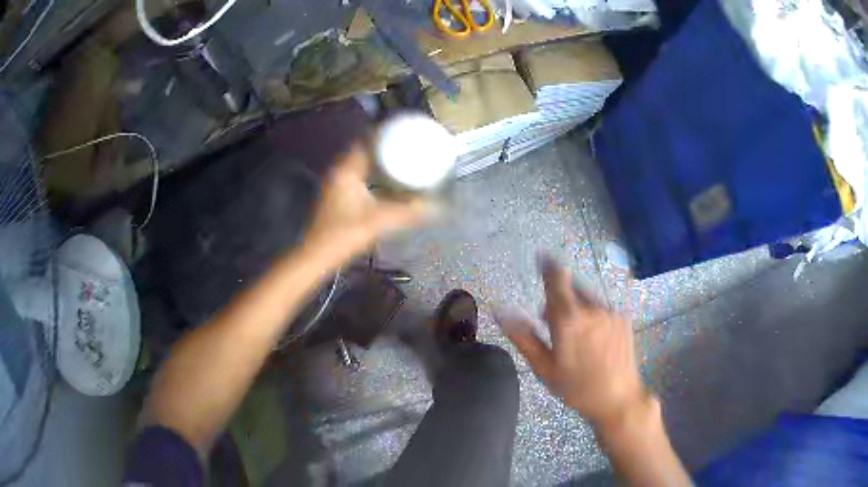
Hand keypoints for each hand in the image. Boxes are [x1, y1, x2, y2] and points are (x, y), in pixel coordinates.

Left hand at [305, 143, 430, 264]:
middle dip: (385, 146)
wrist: (317, 255)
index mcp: (346, 170)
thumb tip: (437, 207)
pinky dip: (371, 173)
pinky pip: (358, 175)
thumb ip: (408, 213)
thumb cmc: (344, 235)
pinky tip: (386, 180)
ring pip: (360, 163)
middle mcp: (338, 172)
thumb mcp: (379, 221)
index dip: (385, 134)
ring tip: (402, 158)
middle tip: (408, 145)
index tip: (405, 131)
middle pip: (363, 150)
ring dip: (378, 160)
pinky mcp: (337, 196)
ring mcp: (336, 184)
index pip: (365, 141)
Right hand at [498, 257, 651, 430]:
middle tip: (551, 323)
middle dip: (558, 297)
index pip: (556, 279)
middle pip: (571, 287)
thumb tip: (500, 310)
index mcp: (568, 319)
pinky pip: (601, 307)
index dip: (547, 265)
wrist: (618, 399)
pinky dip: (591, 314)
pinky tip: (592, 339)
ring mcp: (609, 312)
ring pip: (586, 297)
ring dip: (576, 305)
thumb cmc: (576, 387)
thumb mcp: (544, 367)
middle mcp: (591, 308)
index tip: (540, 257)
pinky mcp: (622, 318)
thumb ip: (522, 336)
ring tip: (573, 335)